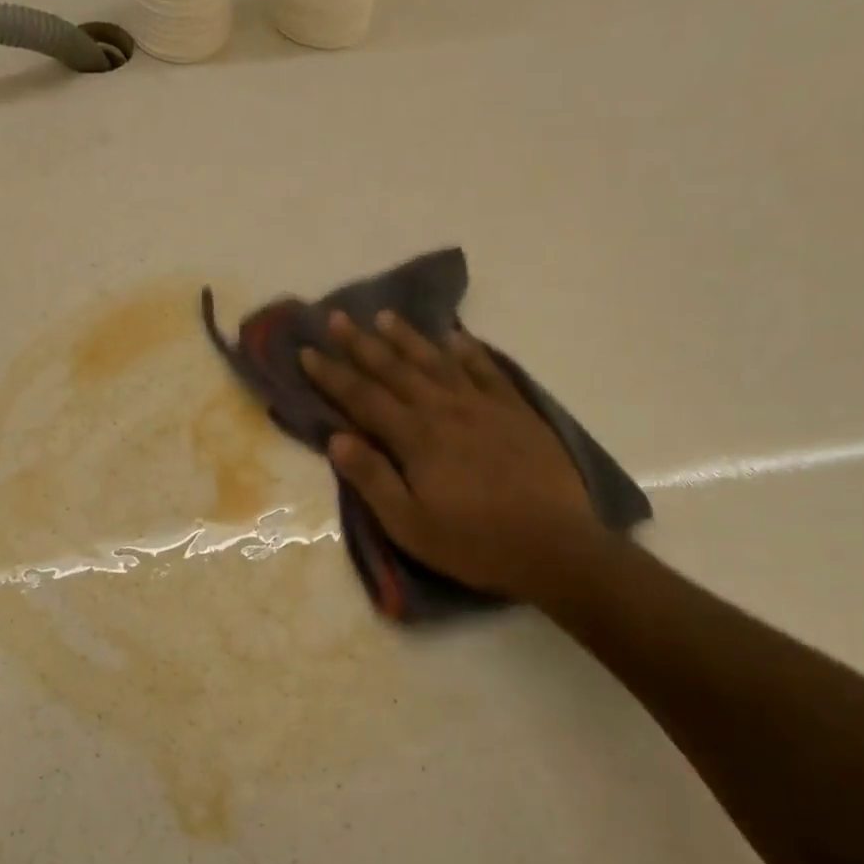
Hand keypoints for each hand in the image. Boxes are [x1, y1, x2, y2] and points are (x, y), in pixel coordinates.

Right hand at [299, 311, 603, 601]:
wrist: (555, 547)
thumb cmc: (473, 543)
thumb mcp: (409, 524)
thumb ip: (372, 478)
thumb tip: (336, 438)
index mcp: (415, 437)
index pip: (362, 398)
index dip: (332, 375)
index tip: (307, 351)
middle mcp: (445, 410)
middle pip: (395, 370)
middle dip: (361, 344)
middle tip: (336, 317)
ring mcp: (484, 406)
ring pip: (437, 361)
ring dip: (408, 337)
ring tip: (385, 316)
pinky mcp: (516, 411)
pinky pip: (487, 370)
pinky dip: (469, 351)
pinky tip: (456, 337)